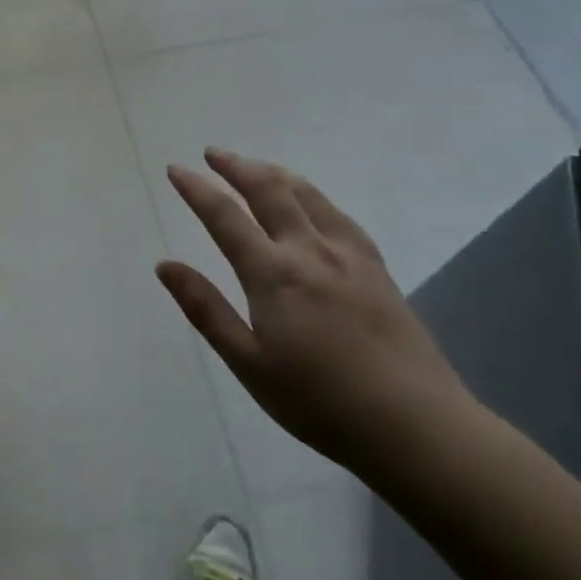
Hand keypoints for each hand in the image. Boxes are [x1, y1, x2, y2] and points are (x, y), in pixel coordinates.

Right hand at [157, 149, 468, 471]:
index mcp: (273, 274)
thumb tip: (165, 265)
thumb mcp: (249, 363)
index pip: (224, 216)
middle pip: (268, 190)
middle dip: (236, 166)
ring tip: (254, 166)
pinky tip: (311, 202)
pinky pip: (338, 215)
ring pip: (306, 194)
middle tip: (213, 154)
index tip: (176, 169)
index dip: (197, 189)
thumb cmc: (319, 401)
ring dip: (273, 173)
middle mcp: (309, 251)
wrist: (415, 426)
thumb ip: (206, 309)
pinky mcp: (376, 267)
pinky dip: (312, 196)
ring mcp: (348, 255)